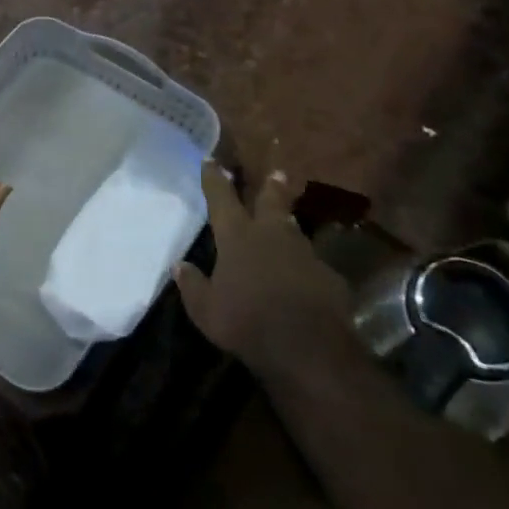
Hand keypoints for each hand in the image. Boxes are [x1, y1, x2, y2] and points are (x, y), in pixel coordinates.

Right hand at [174, 164, 357, 383]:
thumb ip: (192, 285)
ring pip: (294, 230)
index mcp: (237, 237)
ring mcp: (304, 254)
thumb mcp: (206, 310)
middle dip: (271, 185)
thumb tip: (179, 265)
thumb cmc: (247, 323)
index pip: (221, 198)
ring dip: (288, 223)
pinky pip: (314, 266)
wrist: (309, 348)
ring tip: (287, 220)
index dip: (214, 178)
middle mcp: (271, 235)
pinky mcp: (329, 277)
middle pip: (271, 201)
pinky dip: (306, 268)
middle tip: (276, 172)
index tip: (210, 159)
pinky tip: (306, 278)